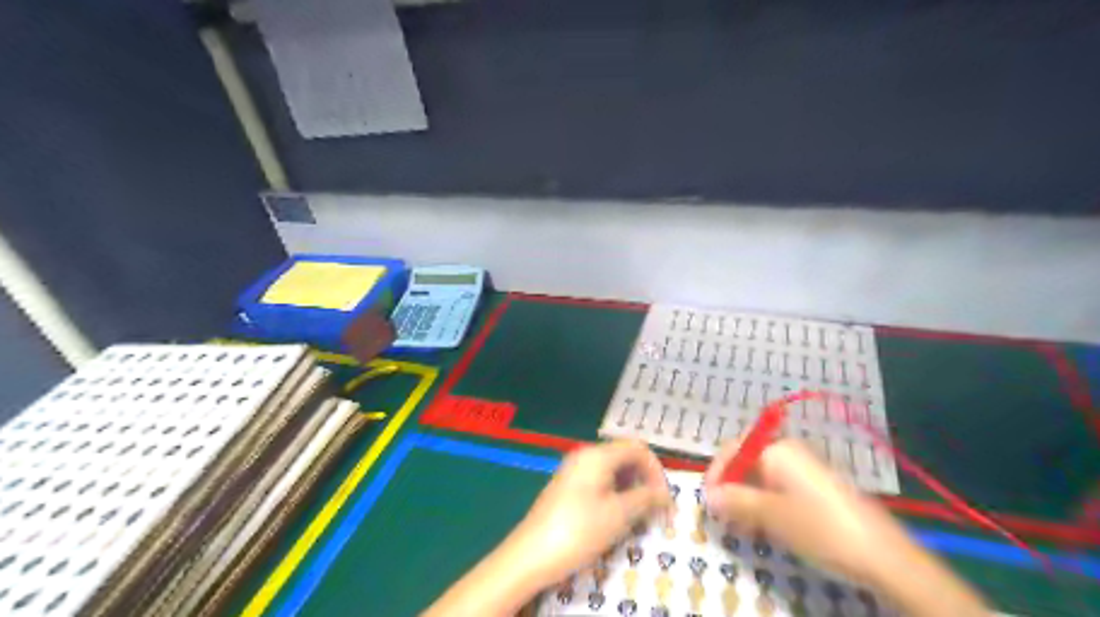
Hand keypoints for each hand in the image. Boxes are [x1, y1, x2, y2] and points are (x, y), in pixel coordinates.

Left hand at [511, 441, 674, 585]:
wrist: (530, 554)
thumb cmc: (578, 531)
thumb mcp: (619, 515)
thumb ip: (646, 499)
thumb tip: (665, 494)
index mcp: (597, 455)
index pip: (638, 448)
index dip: (657, 471)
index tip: (665, 500)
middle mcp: (585, 455)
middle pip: (625, 457)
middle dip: (645, 480)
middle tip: (656, 510)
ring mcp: (573, 470)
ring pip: (612, 470)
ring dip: (631, 488)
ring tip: (639, 516)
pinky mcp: (567, 486)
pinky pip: (598, 480)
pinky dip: (614, 493)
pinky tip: (617, 516)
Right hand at [709, 439, 917, 583]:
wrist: (884, 555)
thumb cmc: (821, 528)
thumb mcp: (772, 516)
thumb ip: (736, 501)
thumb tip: (709, 495)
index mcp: (777, 450)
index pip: (733, 449)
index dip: (716, 472)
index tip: (707, 499)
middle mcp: (790, 452)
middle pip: (748, 461)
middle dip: (731, 486)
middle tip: (722, 515)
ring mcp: (806, 469)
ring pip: (763, 477)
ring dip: (747, 497)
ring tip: (741, 524)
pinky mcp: (818, 488)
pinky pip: (781, 487)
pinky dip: (766, 502)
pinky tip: (767, 525)